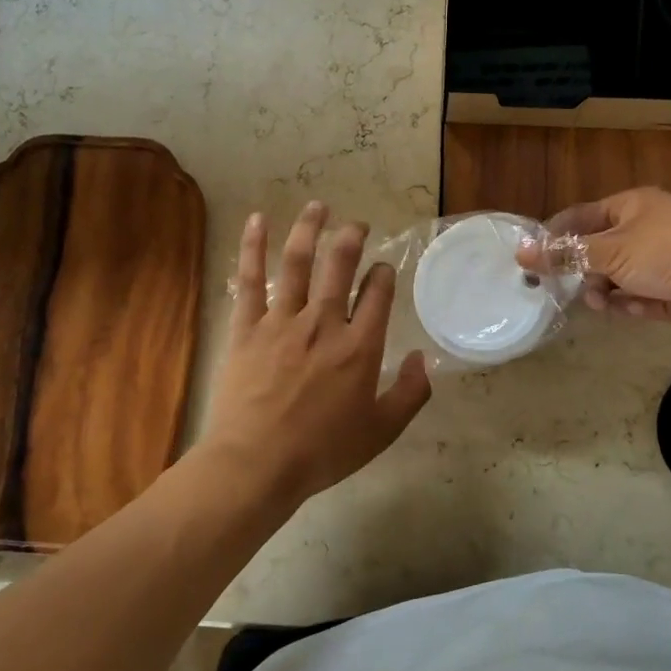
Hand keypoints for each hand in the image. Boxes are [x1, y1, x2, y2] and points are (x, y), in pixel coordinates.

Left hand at [202, 202, 430, 505]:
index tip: (382, 269)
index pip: (378, 293)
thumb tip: (423, 359)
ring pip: (298, 262)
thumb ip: (410, 394)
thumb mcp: (381, 432)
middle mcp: (324, 323)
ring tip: (318, 207)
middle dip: (352, 238)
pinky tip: (257, 221)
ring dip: (310, 228)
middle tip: (357, 224)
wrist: (256, 464)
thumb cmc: (322, 452)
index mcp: (360, 347)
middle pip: (340, 265)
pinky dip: (253, 247)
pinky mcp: (247, 326)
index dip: (383, 274)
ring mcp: (282, 320)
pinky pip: (249, 279)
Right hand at [520, 187, 670, 334]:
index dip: (554, 237)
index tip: (531, 260)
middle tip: (564, 289)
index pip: (579, 217)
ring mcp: (658, 261)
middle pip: (595, 250)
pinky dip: (631, 304)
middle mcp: (642, 230)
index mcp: (628, 207)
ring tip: (603, 303)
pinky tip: (634, 309)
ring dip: (604, 291)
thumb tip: (522, 253)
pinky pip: (637, 297)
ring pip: (614, 277)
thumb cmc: (667, 252)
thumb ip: (565, 255)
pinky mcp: (670, 290)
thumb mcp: (609, 251)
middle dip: (581, 271)